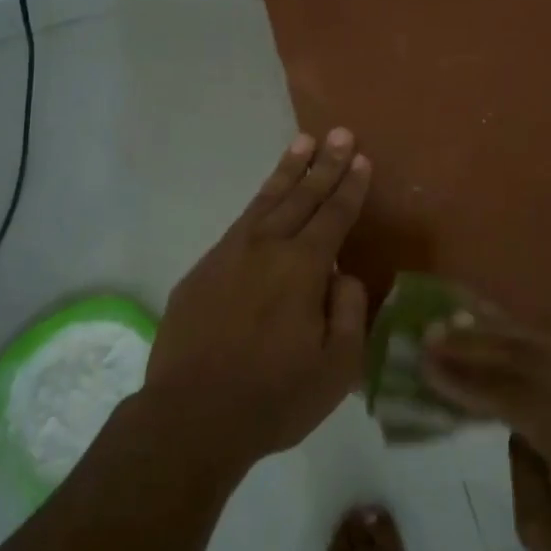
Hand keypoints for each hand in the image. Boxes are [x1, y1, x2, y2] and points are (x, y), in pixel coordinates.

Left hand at [145, 129, 372, 467]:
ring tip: (302, 142)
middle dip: (324, 164)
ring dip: (288, 171)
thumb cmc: (273, 398)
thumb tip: (344, 277)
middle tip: (339, 133)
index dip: (349, 186)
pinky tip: (265, 198)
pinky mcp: (203, 270)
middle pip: (302, 197)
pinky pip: (239, 224)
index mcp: (303, 268)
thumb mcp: (337, 368)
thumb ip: (349, 312)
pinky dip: (258, 202)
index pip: (334, 216)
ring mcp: (229, 255)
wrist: (190, 417)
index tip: (360, 158)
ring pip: (266, 201)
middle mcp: (267, 249)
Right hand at [424, 315, 550, 550]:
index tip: (423, 358)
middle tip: (433, 330)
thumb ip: (522, 469)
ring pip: (549, 347)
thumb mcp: (547, 537)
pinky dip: (535, 342)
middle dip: (476, 342)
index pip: (506, 391)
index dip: (461, 375)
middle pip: (527, 356)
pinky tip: (514, 336)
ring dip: (504, 332)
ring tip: (464, 317)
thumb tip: (512, 428)